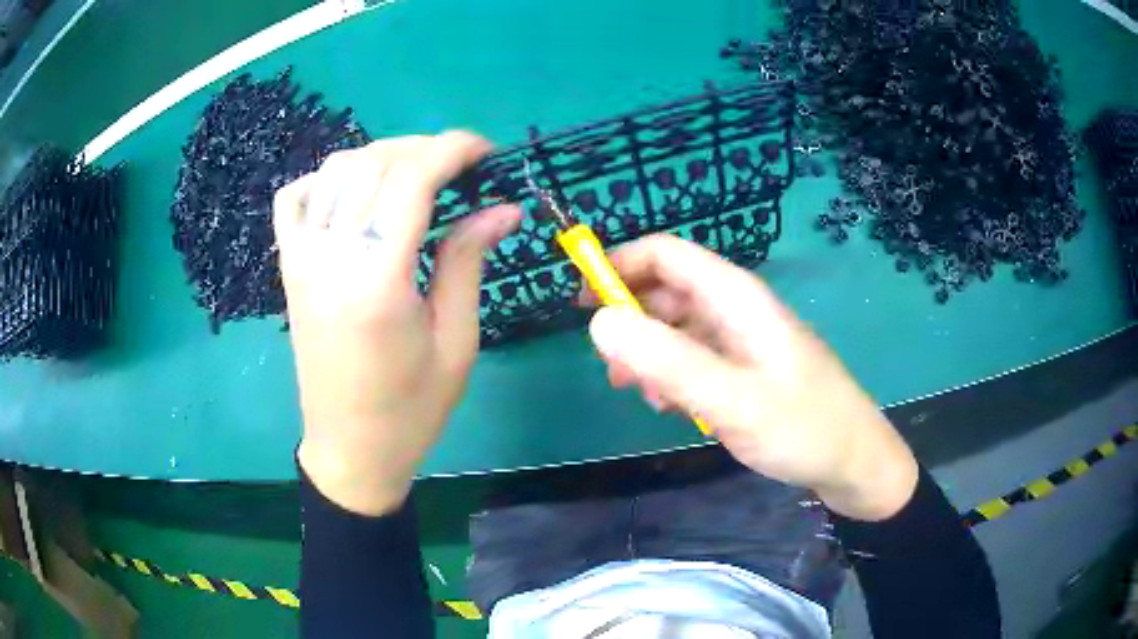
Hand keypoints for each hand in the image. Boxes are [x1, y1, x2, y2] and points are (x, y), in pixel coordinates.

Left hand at [274, 131, 519, 514]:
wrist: (351, 448)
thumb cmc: (411, 408)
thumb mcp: (455, 340)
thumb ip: (468, 261)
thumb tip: (503, 207)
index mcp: (377, 279)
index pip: (411, 180)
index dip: (452, 150)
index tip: (486, 150)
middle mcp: (330, 256)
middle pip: (373, 164)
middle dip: (423, 148)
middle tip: (461, 166)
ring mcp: (301, 258)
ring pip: (334, 170)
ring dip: (380, 157)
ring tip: (416, 174)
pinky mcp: (289, 267)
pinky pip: (294, 199)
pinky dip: (324, 179)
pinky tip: (353, 193)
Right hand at [583, 235, 917, 520]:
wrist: (852, 461)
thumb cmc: (800, 427)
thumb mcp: (733, 399)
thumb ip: (668, 360)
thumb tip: (600, 321)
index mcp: (735, 296)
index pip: (665, 253)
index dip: (618, 266)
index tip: (582, 305)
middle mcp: (736, 307)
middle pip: (666, 289)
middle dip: (629, 319)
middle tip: (611, 368)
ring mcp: (741, 338)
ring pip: (676, 326)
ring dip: (648, 352)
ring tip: (638, 393)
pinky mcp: (744, 366)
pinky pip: (694, 356)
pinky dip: (671, 374)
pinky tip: (671, 407)